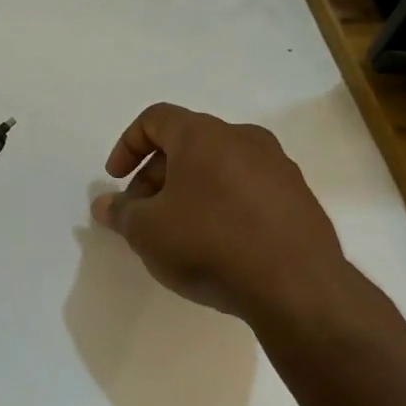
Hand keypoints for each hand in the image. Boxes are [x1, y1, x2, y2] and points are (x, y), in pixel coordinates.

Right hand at [92, 103, 358, 324]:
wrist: (297, 286)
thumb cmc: (209, 245)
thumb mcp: (147, 232)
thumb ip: (121, 213)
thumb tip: (106, 204)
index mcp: (203, 135)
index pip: (155, 118)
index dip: (128, 145)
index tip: (116, 180)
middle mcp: (243, 138)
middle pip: (187, 144)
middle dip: (156, 176)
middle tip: (143, 215)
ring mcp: (278, 167)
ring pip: (219, 167)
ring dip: (190, 191)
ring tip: (179, 233)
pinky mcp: (299, 197)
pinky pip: (248, 189)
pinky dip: (224, 205)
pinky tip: (219, 245)